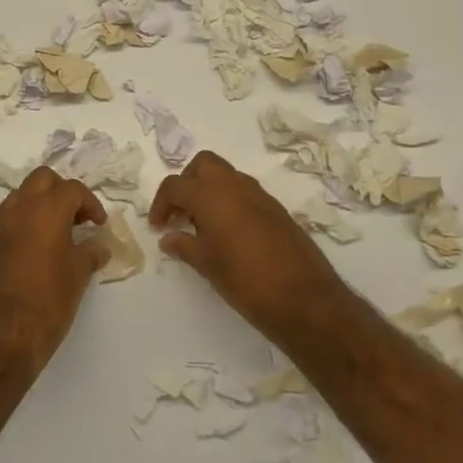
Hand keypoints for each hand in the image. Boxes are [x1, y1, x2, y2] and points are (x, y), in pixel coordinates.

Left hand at [0, 167, 108, 375]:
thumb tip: (99, 245)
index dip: (91, 203)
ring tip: (59, 231)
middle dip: (63, 191)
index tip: (99, 224)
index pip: (72, 189)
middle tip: (78, 218)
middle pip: (43, 179)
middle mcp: (20, 208)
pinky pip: (10, 216)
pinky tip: (39, 247)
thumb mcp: (78, 276)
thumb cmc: (47, 302)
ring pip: (22, 194)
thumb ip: (90, 253)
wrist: (0, 336)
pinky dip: (26, 220)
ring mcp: (0, 224)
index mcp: (46, 210)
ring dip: (42, 203)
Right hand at [149, 152, 353, 352]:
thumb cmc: (245, 280)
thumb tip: (168, 238)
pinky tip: (229, 233)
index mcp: (211, 195)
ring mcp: (260, 195)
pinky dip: (231, 202)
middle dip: (187, 183)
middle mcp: (235, 186)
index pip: (175, 185)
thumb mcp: (207, 264)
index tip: (158, 227)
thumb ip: (183, 245)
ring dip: (210, 190)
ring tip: (203, 225)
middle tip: (181, 213)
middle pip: (203, 165)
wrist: (304, 298)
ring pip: (227, 176)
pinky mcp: (277, 209)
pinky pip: (246, 193)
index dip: (160, 204)